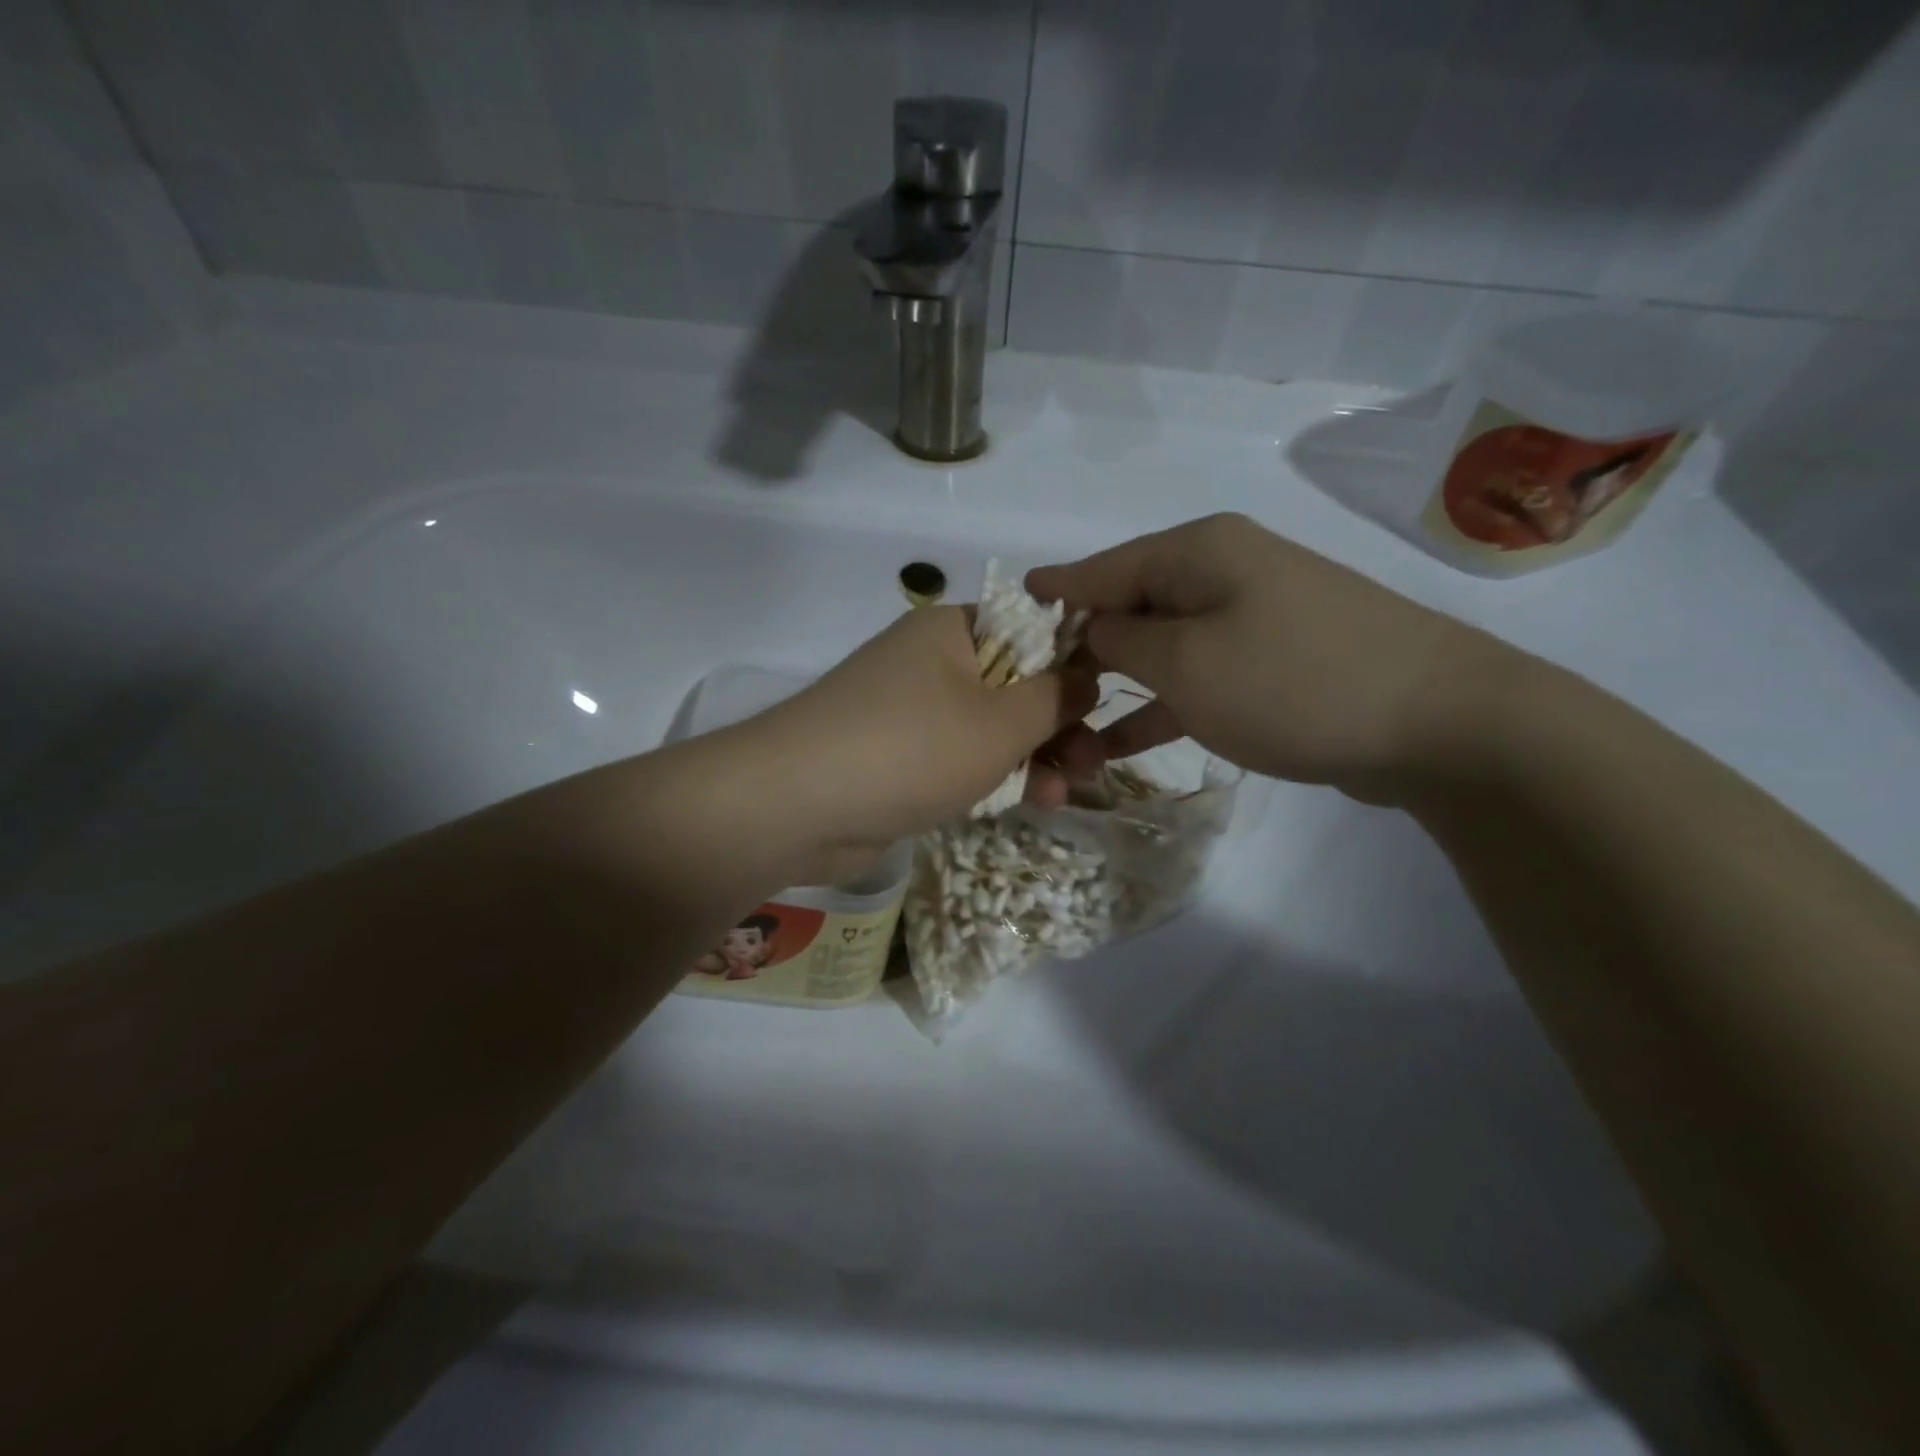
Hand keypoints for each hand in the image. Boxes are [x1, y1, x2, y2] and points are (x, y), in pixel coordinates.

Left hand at [744, 605, 1095, 877]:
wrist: (794, 805)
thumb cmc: (909, 749)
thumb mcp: (999, 723)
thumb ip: (1054, 697)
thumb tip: (1088, 673)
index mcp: (953, 630)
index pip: (1030, 630)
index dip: (1073, 665)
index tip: (1104, 704)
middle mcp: (930, 661)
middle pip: (1014, 684)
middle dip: (1057, 726)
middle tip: (1092, 765)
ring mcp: (909, 710)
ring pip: (989, 727)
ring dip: (1030, 757)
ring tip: (1063, 794)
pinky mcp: (896, 756)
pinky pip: (958, 757)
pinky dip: (990, 775)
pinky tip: (1025, 802)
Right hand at [1027, 514, 1521, 799]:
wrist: (1438, 721)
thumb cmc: (1292, 682)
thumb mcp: (1186, 662)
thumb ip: (1123, 639)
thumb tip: (1095, 627)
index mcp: (1195, 552)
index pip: (1100, 569)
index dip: (1052, 593)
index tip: (1009, 609)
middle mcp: (1221, 571)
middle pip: (1128, 605)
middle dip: (1079, 650)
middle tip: (1032, 692)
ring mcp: (1251, 617)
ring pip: (1160, 648)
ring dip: (1115, 689)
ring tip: (1067, 729)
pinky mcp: (1273, 662)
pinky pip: (1197, 676)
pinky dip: (1160, 705)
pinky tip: (1122, 742)